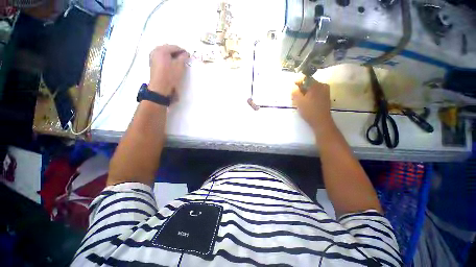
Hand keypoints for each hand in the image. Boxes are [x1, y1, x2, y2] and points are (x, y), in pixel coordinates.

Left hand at [149, 45, 189, 96]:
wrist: (160, 87)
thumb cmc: (170, 76)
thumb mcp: (179, 66)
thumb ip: (183, 57)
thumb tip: (185, 53)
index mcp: (162, 50)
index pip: (175, 47)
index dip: (183, 51)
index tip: (188, 55)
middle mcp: (155, 50)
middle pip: (169, 48)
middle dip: (177, 53)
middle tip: (184, 58)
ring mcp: (153, 56)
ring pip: (165, 53)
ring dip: (172, 56)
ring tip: (179, 62)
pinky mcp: (153, 62)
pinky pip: (162, 57)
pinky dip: (168, 59)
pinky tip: (172, 64)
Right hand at [292, 77, 332, 132]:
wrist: (321, 121)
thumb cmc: (309, 111)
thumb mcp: (299, 101)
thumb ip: (295, 91)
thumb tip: (293, 86)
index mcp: (316, 84)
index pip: (304, 78)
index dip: (296, 83)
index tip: (292, 90)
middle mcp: (322, 85)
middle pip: (308, 83)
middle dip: (300, 89)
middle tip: (295, 98)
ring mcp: (325, 91)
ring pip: (311, 89)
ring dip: (304, 93)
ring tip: (299, 102)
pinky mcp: (325, 97)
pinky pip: (315, 93)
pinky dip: (309, 96)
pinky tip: (306, 103)